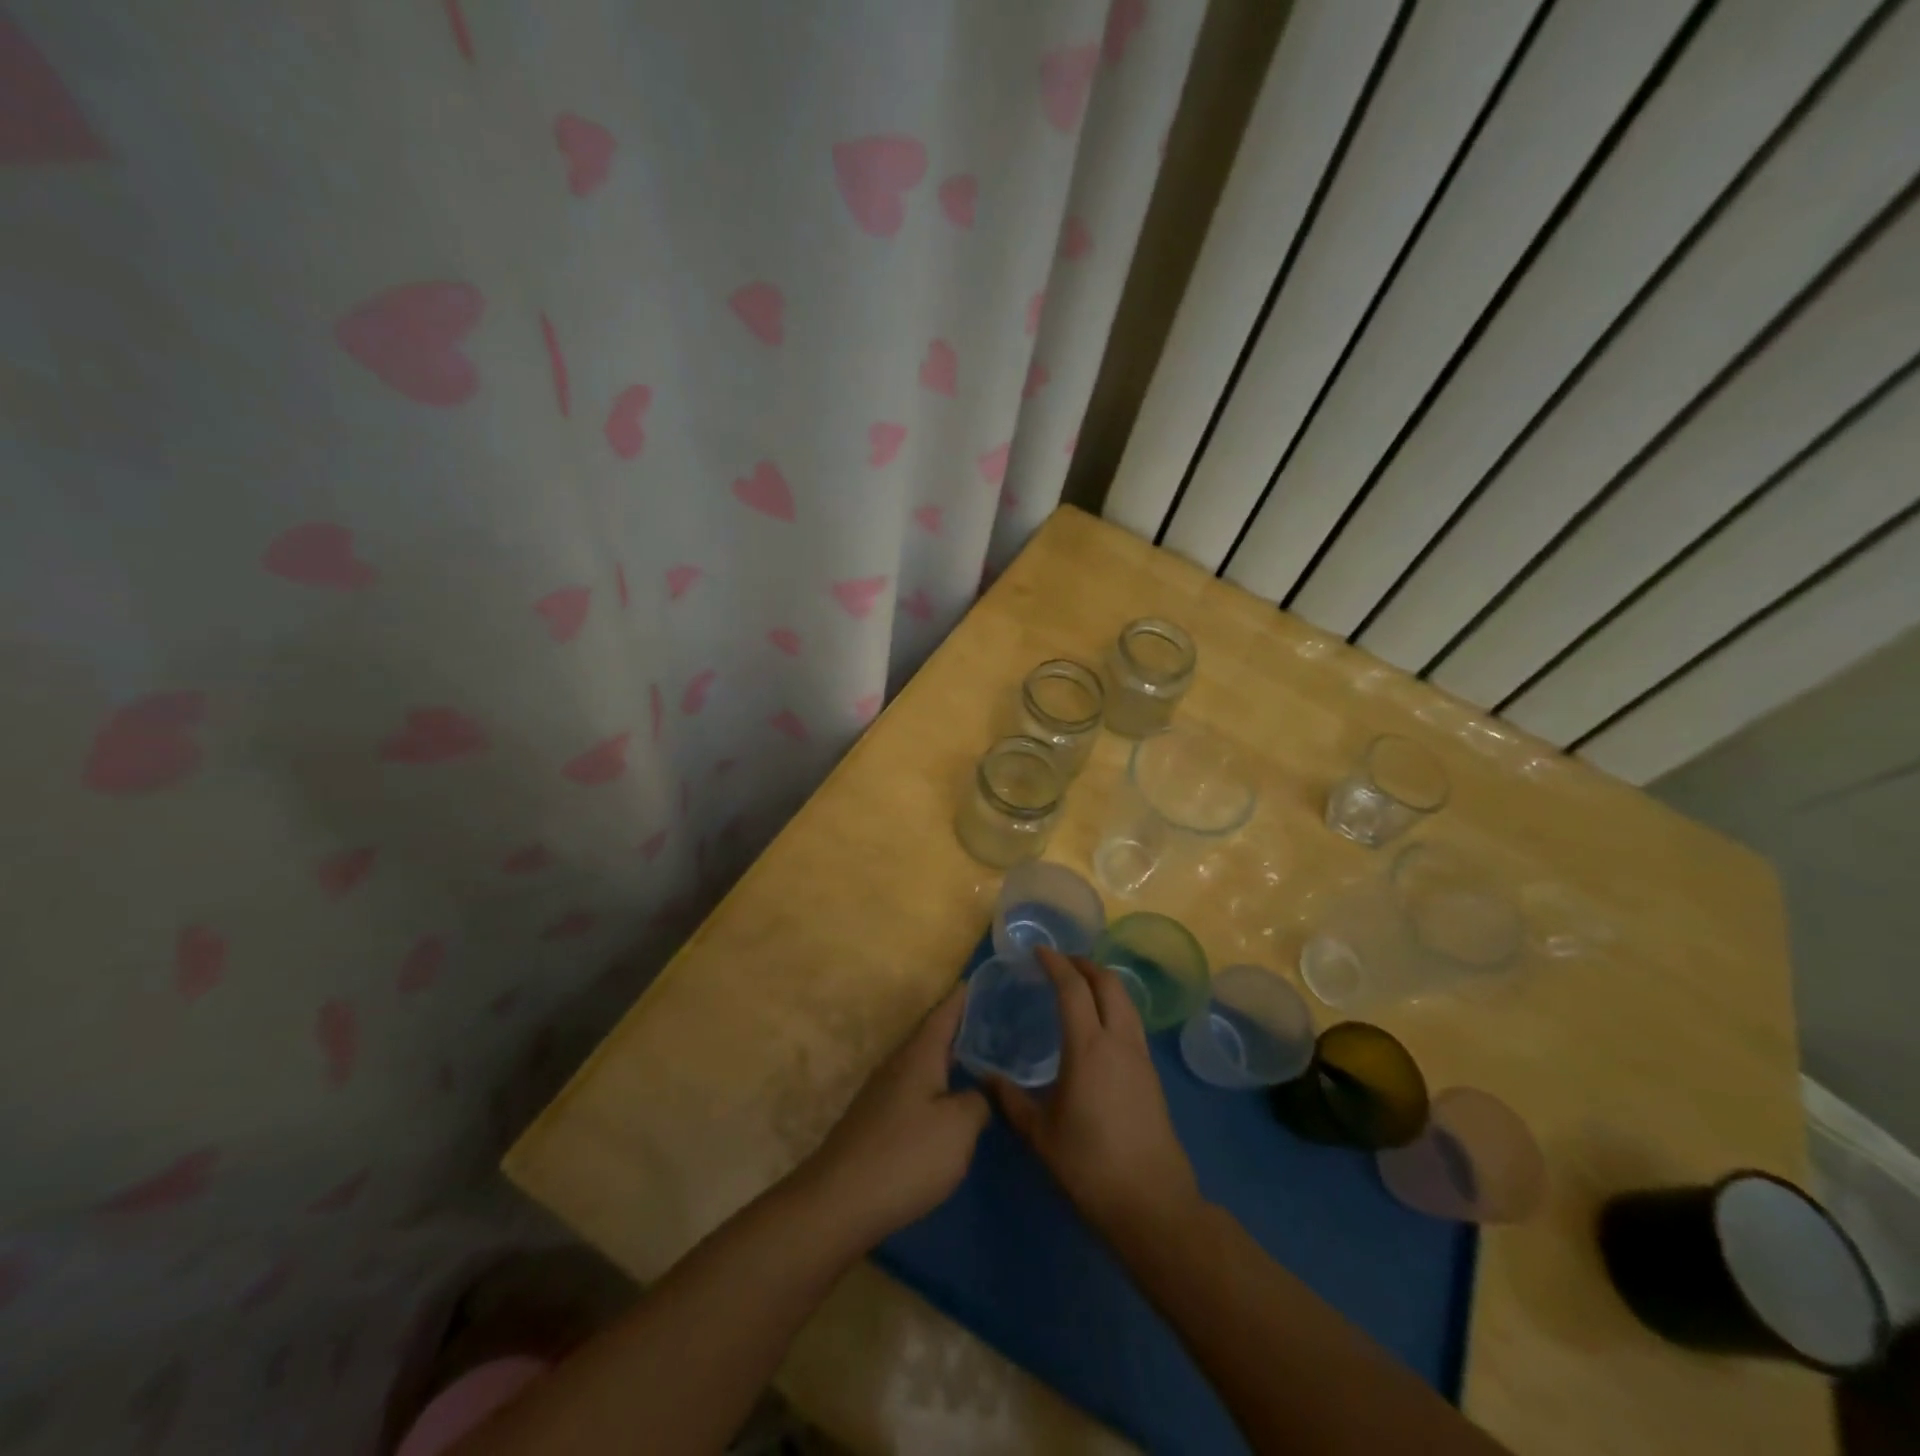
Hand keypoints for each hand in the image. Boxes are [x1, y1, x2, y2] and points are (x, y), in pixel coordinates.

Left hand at [798, 986, 988, 1248]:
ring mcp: (882, 1094)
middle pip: (932, 1037)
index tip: (982, 980)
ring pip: (923, 1066)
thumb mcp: (959, 1128)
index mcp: (919, 1055)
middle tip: (997, 1023)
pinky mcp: (876, 1123)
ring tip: (981, 1062)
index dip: (964, 997)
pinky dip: (937, 1088)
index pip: (944, 1013)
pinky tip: (950, 1105)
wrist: (839, 1203)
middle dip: (961, 1029)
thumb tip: (979, 1092)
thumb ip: (978, 1102)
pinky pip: (915, 1092)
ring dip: (949, 1060)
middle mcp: (898, 1065)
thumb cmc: (906, 1156)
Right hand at [990, 948, 1201, 1243]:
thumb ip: (1011, 1101)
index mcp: (1089, 1048)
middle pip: (1109, 983)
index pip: (1073, 989)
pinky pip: (1132, 1023)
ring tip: (1081, 986)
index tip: (1038, 952)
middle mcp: (1119, 1041)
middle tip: (1061, 963)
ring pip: (1127, 1001)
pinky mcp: (1152, 1075)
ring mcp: (1141, 1057)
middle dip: (1085, 964)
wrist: (1152, 1204)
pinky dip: (1115, 1006)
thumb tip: (986, 1078)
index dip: (1056, 964)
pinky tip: (1099, 1026)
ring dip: (1104, 983)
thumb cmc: (1089, 1166)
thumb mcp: (1040, 1135)